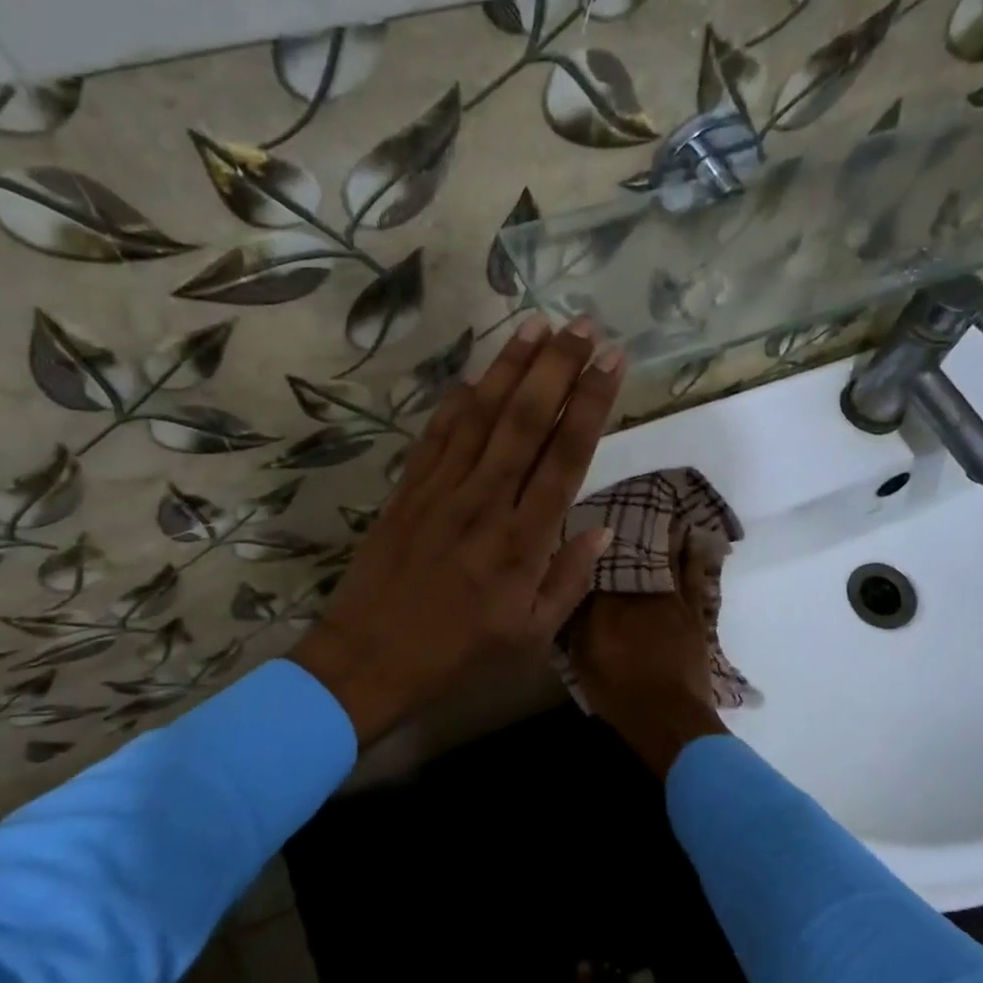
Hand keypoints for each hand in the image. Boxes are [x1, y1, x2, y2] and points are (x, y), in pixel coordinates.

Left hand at [291, 315, 624, 746]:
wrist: (370, 658)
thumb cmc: (459, 653)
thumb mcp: (531, 636)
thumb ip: (570, 580)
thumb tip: (600, 529)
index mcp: (524, 541)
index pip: (566, 455)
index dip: (591, 403)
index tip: (611, 361)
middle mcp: (486, 502)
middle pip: (526, 420)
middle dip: (557, 366)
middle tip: (581, 324)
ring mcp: (442, 491)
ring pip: (481, 416)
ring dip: (511, 367)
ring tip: (536, 325)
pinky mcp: (408, 490)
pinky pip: (436, 435)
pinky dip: (457, 401)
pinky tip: (477, 373)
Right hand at [568, 536, 728, 778]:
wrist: (668, 716)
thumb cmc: (618, 691)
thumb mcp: (583, 659)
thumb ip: (577, 623)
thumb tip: (576, 593)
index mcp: (607, 602)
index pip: (598, 565)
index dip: (595, 547)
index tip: (591, 526)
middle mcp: (639, 592)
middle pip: (633, 555)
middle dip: (631, 533)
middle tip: (629, 509)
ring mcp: (671, 601)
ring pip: (666, 558)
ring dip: (665, 535)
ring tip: (665, 512)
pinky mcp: (694, 614)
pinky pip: (693, 575)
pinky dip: (693, 555)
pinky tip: (693, 540)